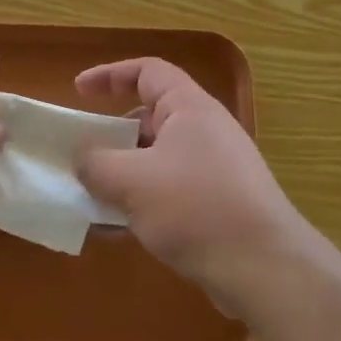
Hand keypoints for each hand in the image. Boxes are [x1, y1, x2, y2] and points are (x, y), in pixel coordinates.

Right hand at [75, 57, 310, 312]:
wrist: (263, 268)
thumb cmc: (195, 208)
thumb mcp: (131, 181)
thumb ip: (95, 162)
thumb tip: (81, 156)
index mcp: (189, 109)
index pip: (148, 71)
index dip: (110, 75)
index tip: (77, 92)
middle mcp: (205, 132)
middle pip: (149, 118)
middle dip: (111, 136)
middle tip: (81, 156)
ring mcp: (214, 170)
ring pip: (156, 160)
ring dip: (122, 175)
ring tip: (91, 198)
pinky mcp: (217, 205)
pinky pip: (169, 192)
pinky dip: (141, 203)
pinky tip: (117, 231)